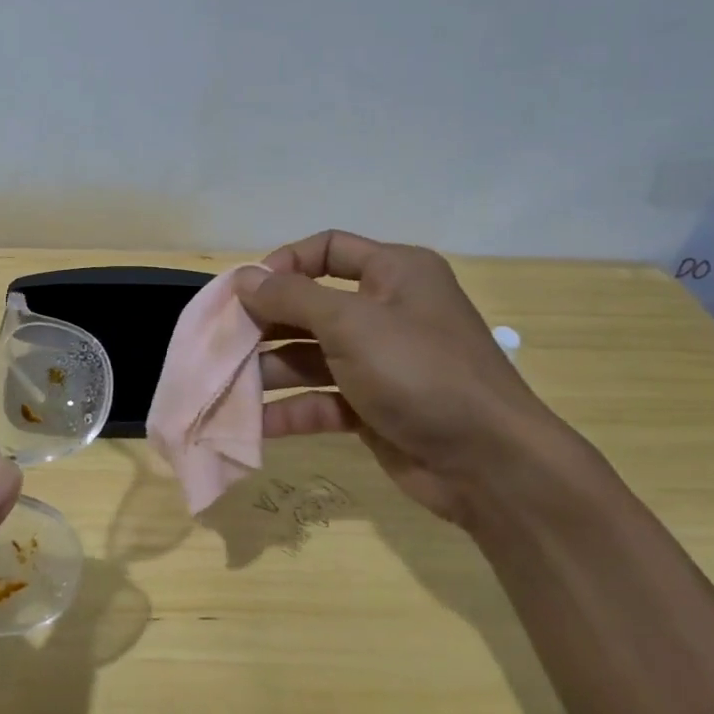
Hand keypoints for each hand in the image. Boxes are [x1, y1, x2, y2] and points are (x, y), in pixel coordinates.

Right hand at [236, 230, 565, 525]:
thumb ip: (292, 298)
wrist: (489, 464)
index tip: (247, 291)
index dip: (285, 264)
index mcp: (394, 273)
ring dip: (270, 370)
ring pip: (311, 356)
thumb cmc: (420, 372)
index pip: (329, 249)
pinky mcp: (373, 407)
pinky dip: (290, 408)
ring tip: (226, 385)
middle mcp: (386, 311)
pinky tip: (253, 425)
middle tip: (224, 343)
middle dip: (266, 324)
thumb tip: (244, 279)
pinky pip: (321, 398)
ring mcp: (379, 362)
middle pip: (311, 306)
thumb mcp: (351, 325)